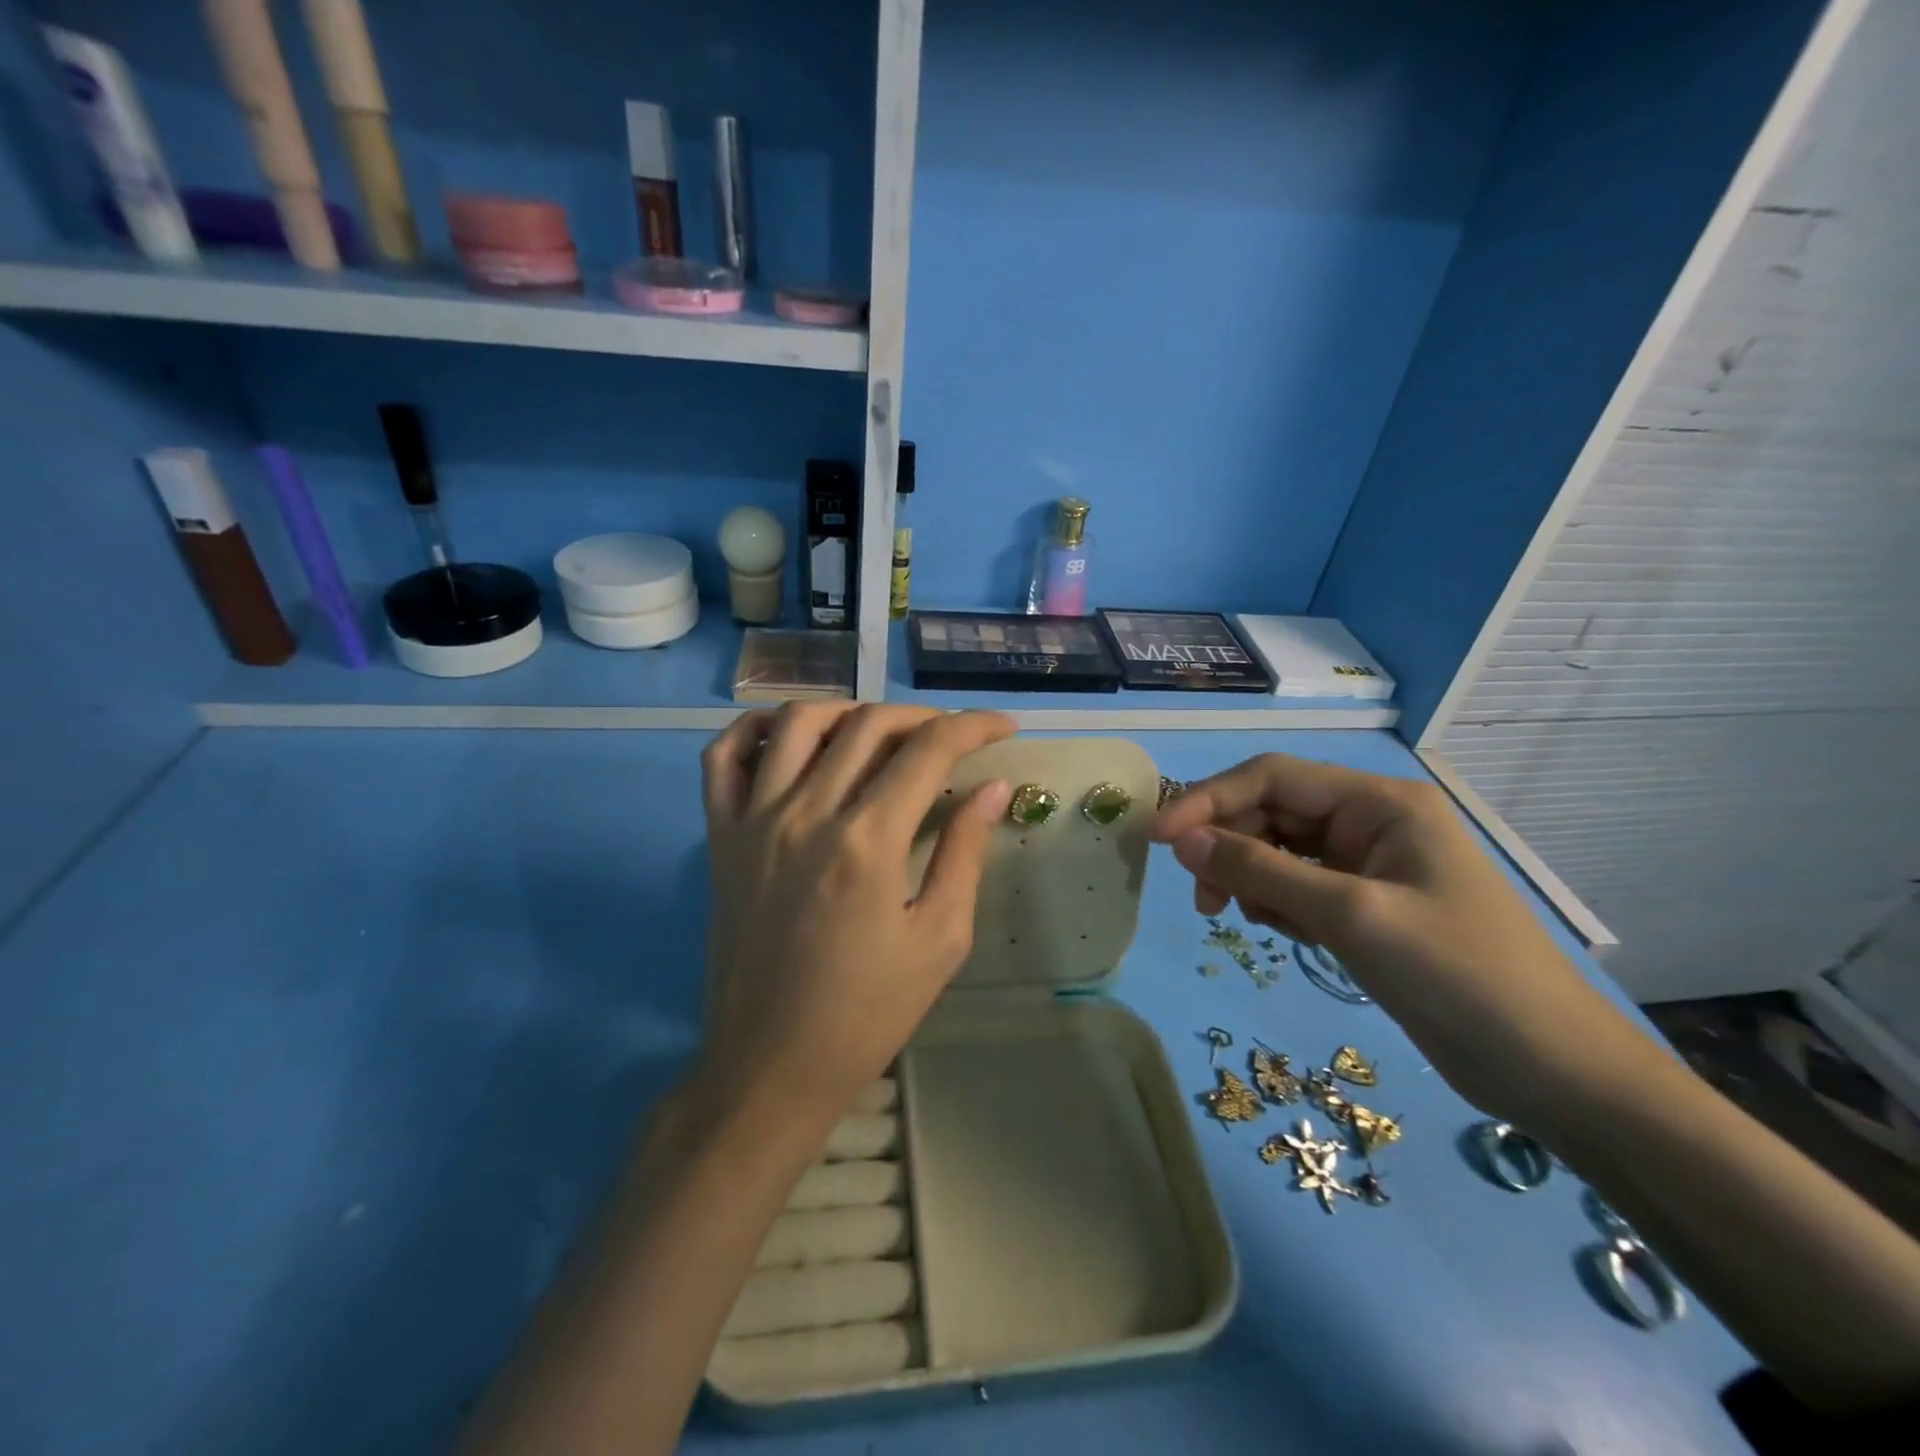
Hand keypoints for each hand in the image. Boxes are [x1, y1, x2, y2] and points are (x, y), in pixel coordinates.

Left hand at [697, 704, 1015, 1129]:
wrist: (772, 1064)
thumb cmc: (867, 1012)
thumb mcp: (939, 939)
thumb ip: (966, 852)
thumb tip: (992, 788)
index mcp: (868, 841)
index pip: (929, 749)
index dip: (974, 727)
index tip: (1003, 728)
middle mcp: (807, 812)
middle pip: (868, 724)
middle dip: (922, 718)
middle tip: (950, 739)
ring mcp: (754, 820)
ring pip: (798, 721)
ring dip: (848, 711)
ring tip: (878, 733)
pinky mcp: (718, 836)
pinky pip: (723, 757)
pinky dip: (755, 729)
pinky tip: (788, 738)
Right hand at [1151, 754, 1650, 1122]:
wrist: (1554, 1072)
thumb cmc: (1458, 976)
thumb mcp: (1349, 915)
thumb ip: (1259, 870)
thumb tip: (1180, 839)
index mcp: (1379, 803)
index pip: (1272, 777)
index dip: (1209, 800)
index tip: (1159, 837)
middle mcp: (1371, 822)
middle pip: (1273, 813)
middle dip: (1229, 847)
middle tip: (1202, 899)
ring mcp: (1371, 867)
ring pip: (1280, 852)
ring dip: (1250, 878)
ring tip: (1243, 919)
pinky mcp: (1367, 908)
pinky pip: (1299, 888)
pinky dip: (1277, 904)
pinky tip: (1282, 932)